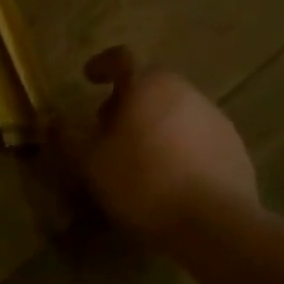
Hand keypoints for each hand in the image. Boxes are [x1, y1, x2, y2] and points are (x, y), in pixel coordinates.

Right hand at [56, 47, 263, 249]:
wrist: (215, 224)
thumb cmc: (143, 181)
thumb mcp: (90, 162)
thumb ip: (66, 137)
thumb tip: (50, 121)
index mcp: (148, 85)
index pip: (121, 58)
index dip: (101, 65)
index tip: (89, 78)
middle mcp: (184, 91)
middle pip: (150, 84)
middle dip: (126, 100)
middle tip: (108, 127)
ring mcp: (214, 117)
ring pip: (175, 109)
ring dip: (154, 122)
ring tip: (139, 155)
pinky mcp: (234, 146)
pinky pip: (197, 135)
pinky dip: (179, 144)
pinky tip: (171, 175)